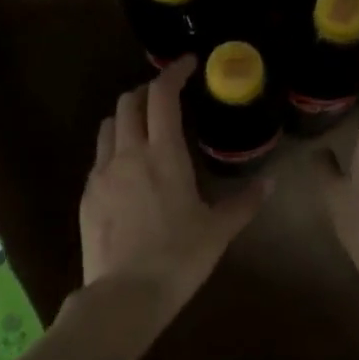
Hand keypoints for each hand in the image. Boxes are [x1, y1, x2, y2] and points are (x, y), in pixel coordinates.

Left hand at [79, 56, 270, 328]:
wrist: (125, 294)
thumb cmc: (179, 259)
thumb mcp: (219, 231)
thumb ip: (245, 202)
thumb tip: (272, 183)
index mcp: (163, 154)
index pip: (162, 96)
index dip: (173, 73)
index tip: (187, 65)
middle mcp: (127, 154)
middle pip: (129, 102)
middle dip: (147, 91)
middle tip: (166, 97)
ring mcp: (101, 174)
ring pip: (108, 126)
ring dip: (126, 116)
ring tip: (144, 128)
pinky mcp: (86, 195)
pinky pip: (98, 158)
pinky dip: (113, 148)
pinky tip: (126, 169)